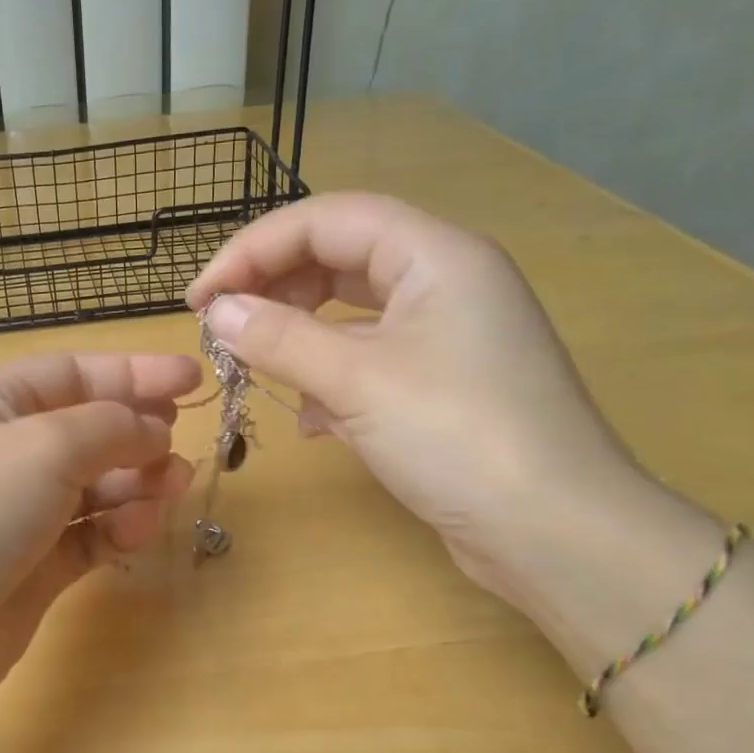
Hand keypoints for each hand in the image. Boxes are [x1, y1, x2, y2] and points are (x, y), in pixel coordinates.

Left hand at [0, 353, 198, 713]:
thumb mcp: (44, 445)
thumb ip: (110, 426)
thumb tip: (153, 429)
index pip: (71, 374)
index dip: (132, 373)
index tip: (192, 380)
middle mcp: (1, 455)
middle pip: (84, 431)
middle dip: (137, 432)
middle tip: (180, 442)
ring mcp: (16, 516)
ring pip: (92, 487)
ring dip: (136, 482)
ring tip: (175, 485)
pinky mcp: (31, 570)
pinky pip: (87, 537)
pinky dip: (117, 529)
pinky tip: (141, 528)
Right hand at [186, 192, 636, 599]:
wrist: (554, 532)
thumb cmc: (457, 436)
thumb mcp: (357, 380)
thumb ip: (280, 338)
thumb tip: (217, 313)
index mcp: (435, 256)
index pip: (326, 219)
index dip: (253, 250)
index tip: (198, 300)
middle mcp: (445, 283)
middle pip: (339, 260)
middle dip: (274, 291)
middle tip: (222, 330)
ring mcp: (447, 337)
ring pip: (351, 316)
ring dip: (299, 338)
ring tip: (260, 372)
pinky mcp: (443, 387)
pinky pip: (370, 362)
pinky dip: (331, 380)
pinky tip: (312, 421)